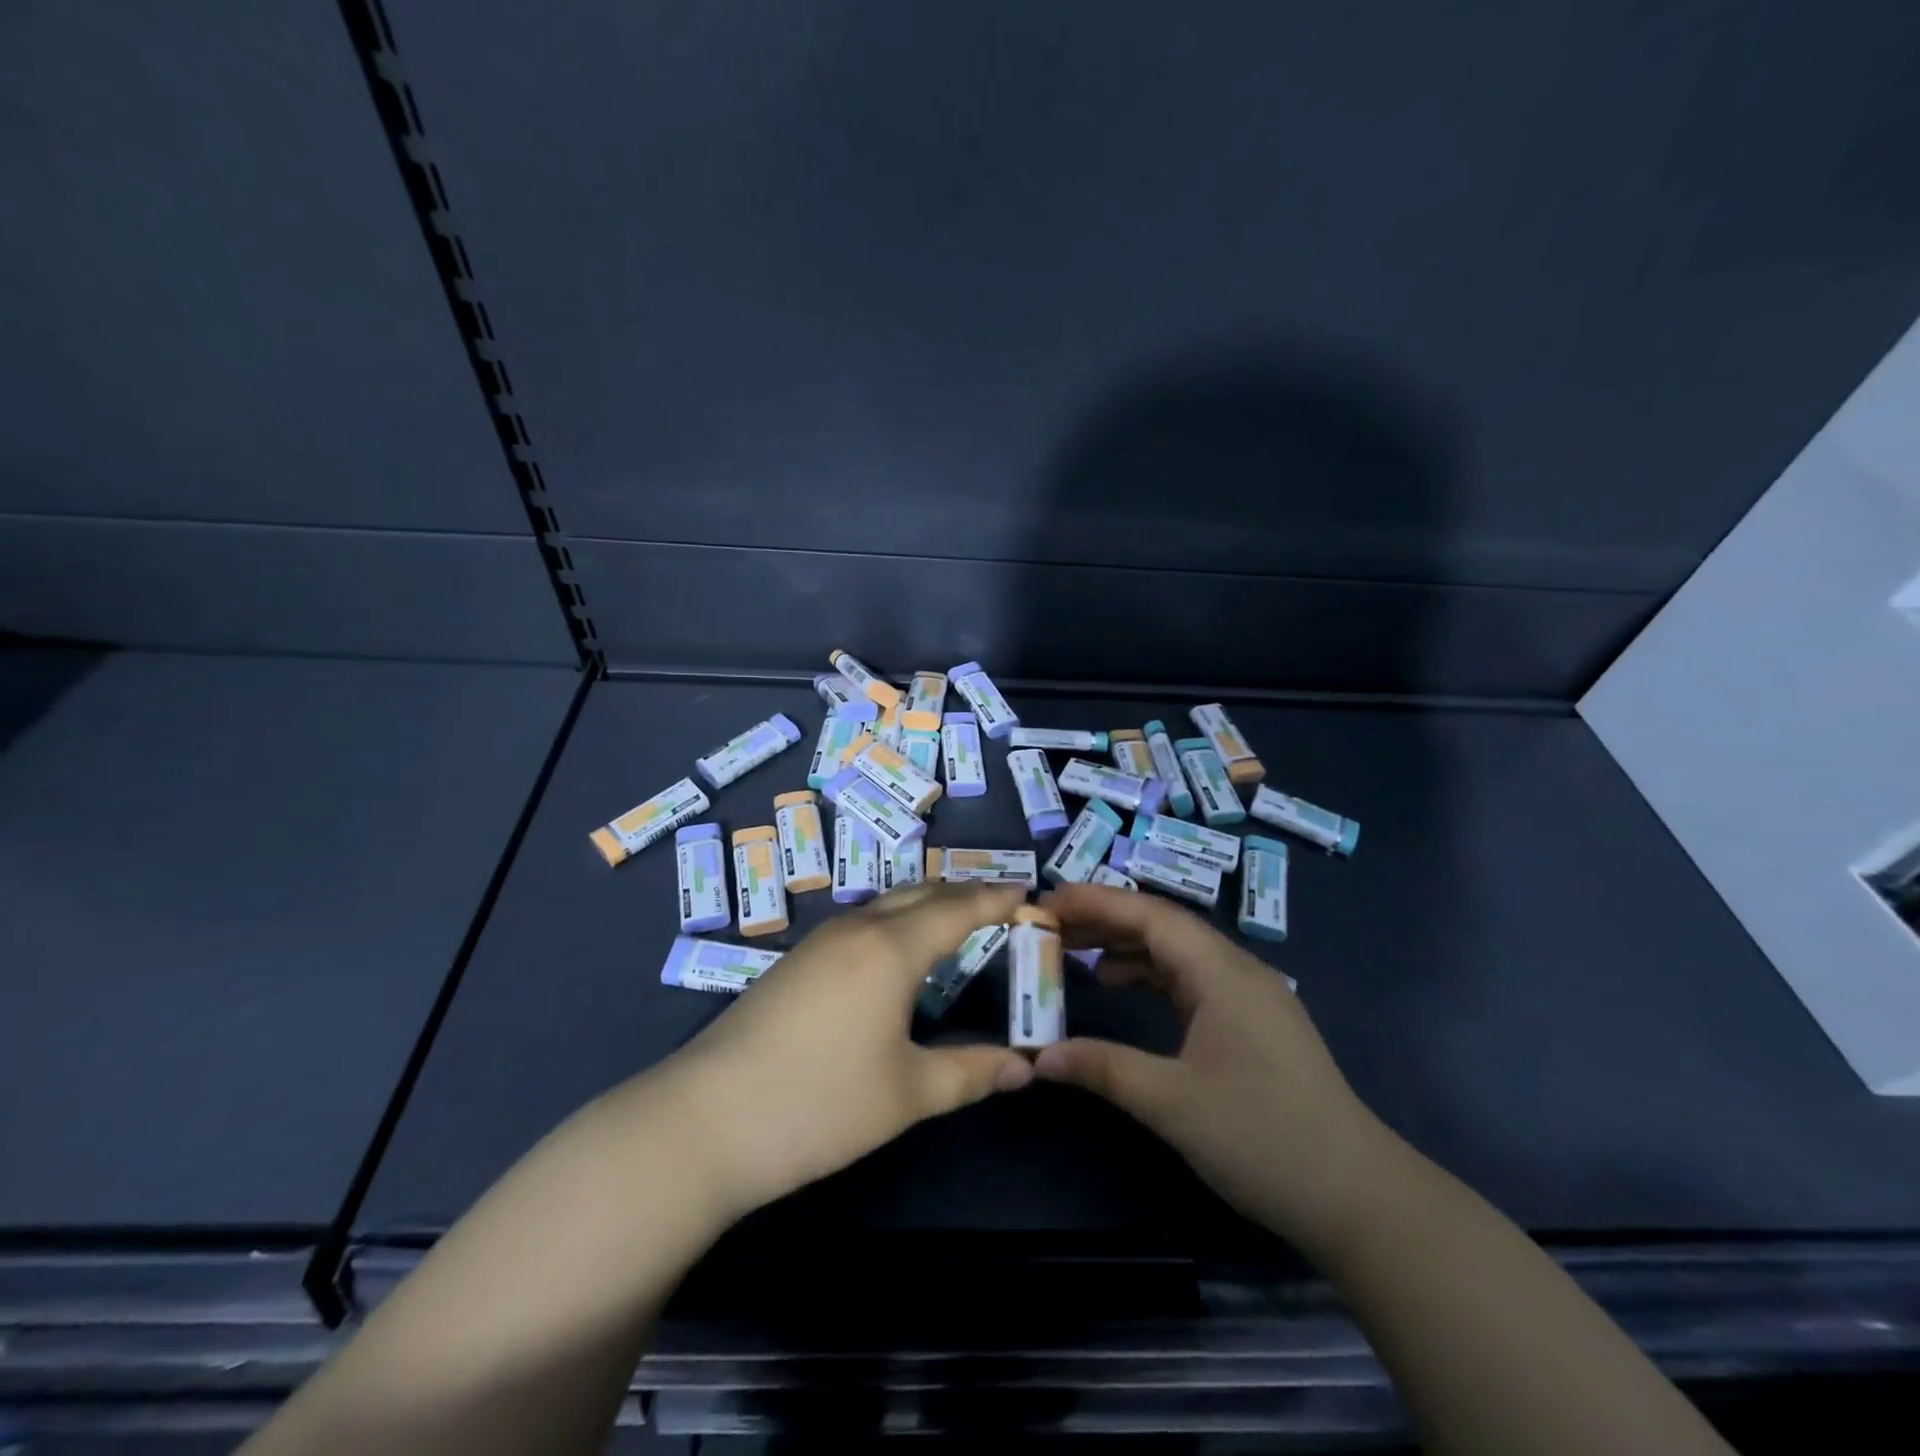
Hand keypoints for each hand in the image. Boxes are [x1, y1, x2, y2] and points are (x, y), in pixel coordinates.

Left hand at [663, 882, 1034, 1218]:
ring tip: (959, 922)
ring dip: (929, 904)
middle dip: (966, 894)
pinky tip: (899, 953)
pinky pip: (863, 920)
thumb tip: (1027, 1067)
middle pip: (923, 893)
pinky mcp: (796, 960)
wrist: (703, 1122)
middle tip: (1003, 907)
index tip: (1030, 895)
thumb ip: (971, 1073)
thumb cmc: (818, 1105)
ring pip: (888, 903)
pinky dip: (898, 920)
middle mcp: (857, 928)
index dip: (998, 899)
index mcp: (891, 948)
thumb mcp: (906, 1094)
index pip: (959, 908)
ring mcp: (820, 940)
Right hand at [1033, 883, 1397, 1252]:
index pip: (1150, 915)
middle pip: (1162, 925)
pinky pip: (1189, 978)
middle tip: (1051, 924)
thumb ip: (1104, 1068)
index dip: (1096, 902)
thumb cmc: (1264, 1139)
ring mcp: (1248, 995)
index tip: (1047, 901)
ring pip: (1176, 951)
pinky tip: (1120, 986)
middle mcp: (1236, 970)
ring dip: (1125, 945)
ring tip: (1074, 951)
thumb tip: (1039, 1056)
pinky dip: (1149, 973)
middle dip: (1105, 918)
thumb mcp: (1173, 1104)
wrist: (1359, 1198)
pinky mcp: (1250, 1022)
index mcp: (1222, 972)